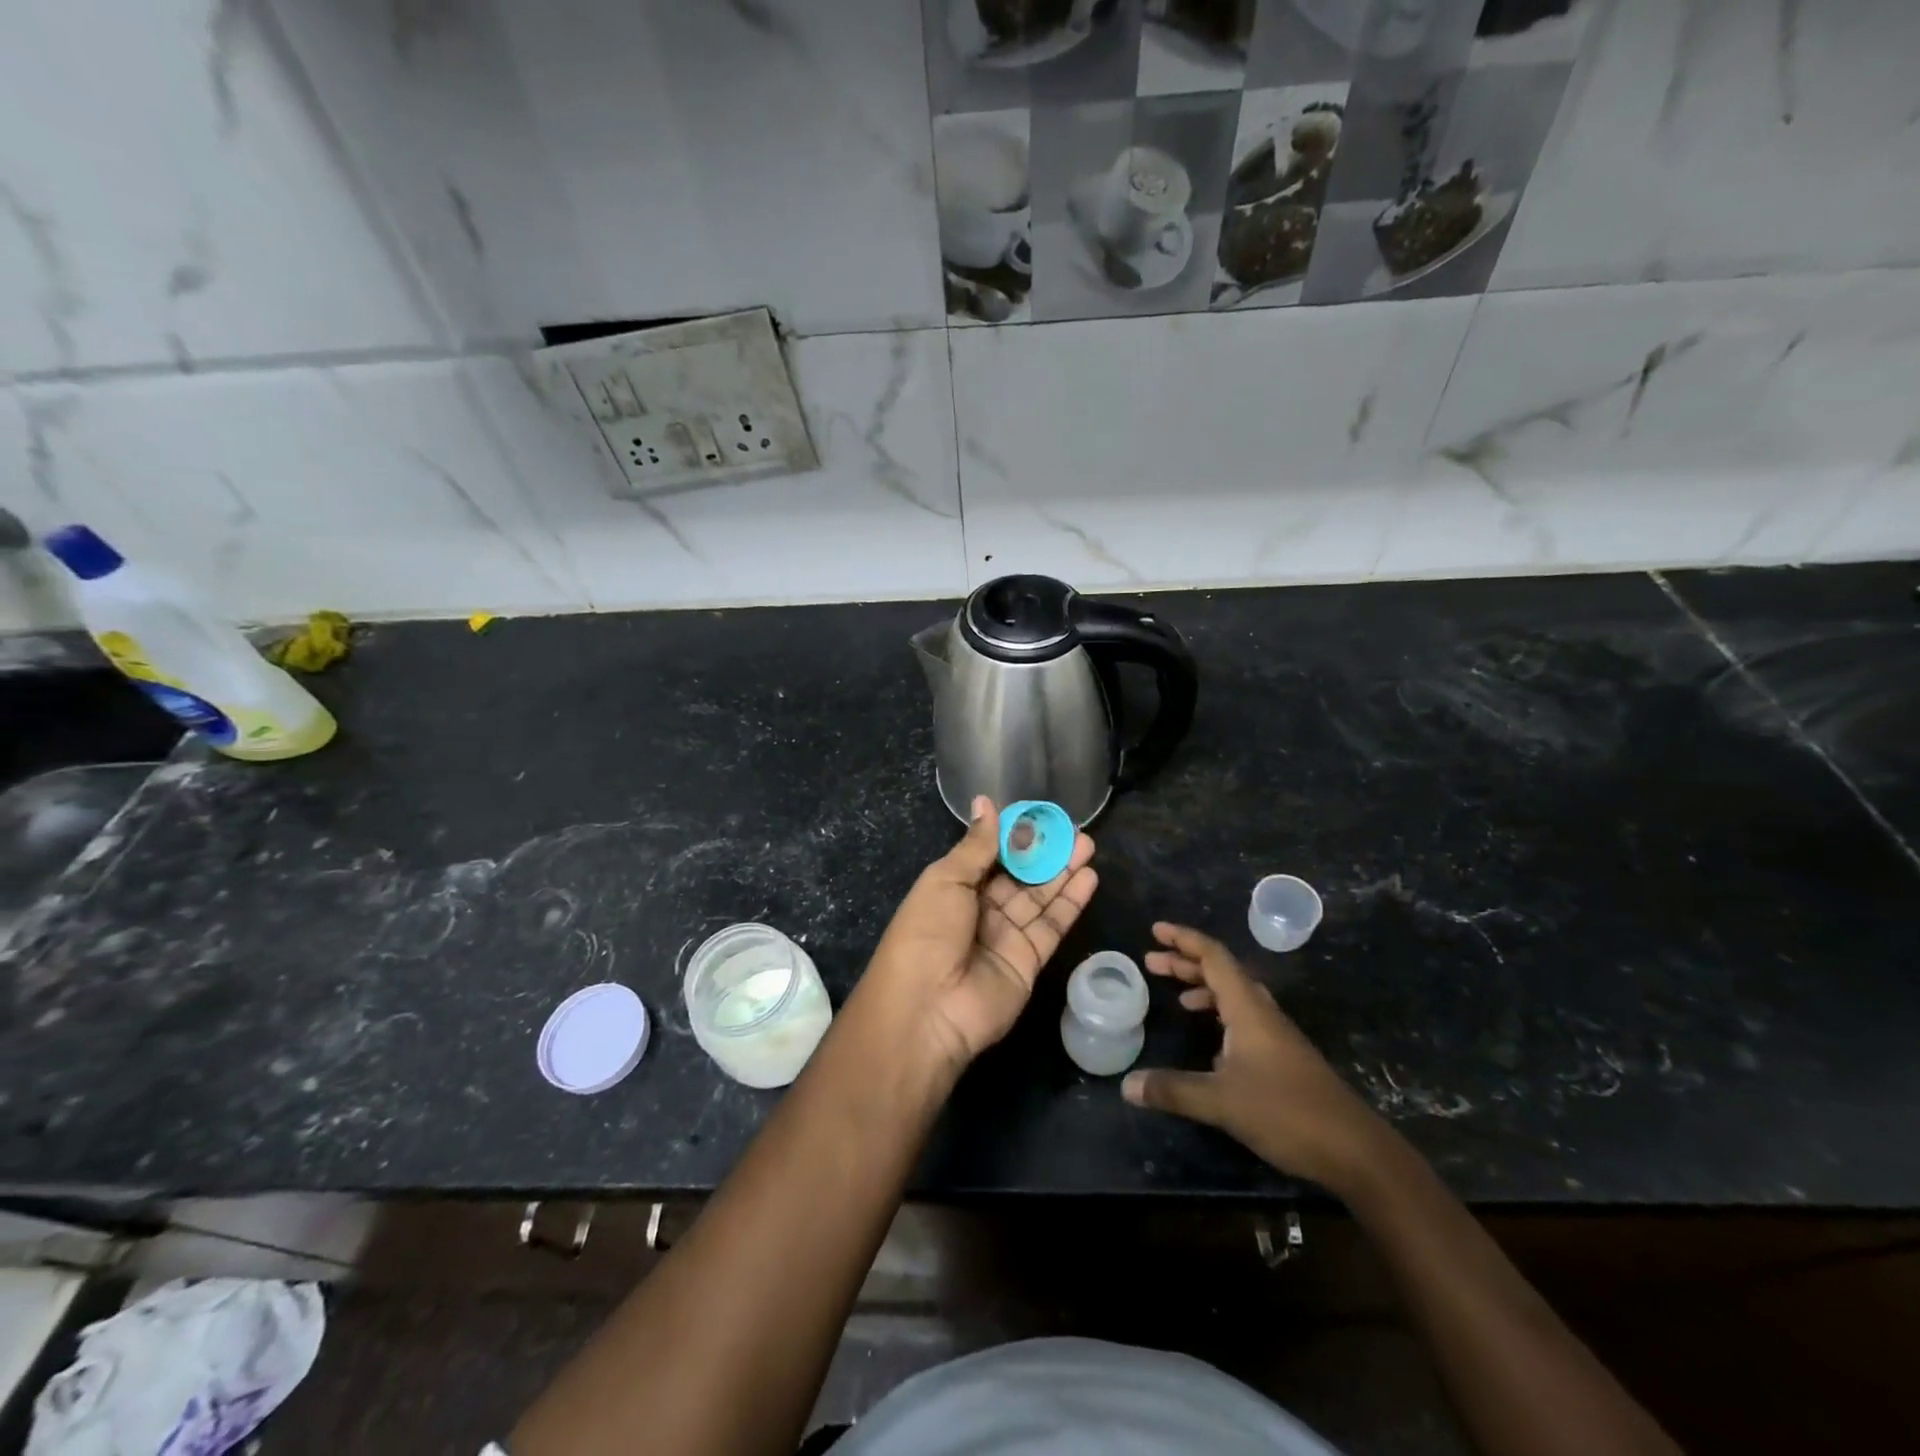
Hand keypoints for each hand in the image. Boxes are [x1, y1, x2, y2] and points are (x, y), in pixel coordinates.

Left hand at [861, 797, 1096, 1077]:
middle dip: (1045, 851)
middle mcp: (980, 910)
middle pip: (1019, 875)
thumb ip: (976, 845)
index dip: (1014, 835)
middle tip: (1074, 829)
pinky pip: (1052, 926)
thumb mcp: (946, 880)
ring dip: (1063, 872)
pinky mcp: (1028, 961)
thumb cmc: (927, 934)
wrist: (927, 1011)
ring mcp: (1005, 936)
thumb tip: (985, 801)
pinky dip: (1070, 903)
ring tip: (1088, 845)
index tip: (1040, 814)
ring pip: (1039, 897)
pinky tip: (1089, 877)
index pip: (989, 854)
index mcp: (953, 887)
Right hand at [1123, 922, 1387, 1193]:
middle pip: (1222, 972)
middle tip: (1151, 961)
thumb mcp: (1222, 1102)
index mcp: (1248, 1008)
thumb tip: (1127, 1085)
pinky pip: (1243, 1018)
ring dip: (1203, 987)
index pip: (1214, 957)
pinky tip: (1209, 1043)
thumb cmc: (1287, 1112)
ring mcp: (1276, 1035)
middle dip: (1186, 962)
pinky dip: (1219, 1014)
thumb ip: (1173, 1090)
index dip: (1184, 939)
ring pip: (1234, 995)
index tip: (1156, 930)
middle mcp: (1262, 1012)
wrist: (1355, 1150)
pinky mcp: (1283, 1057)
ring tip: (1175, 996)